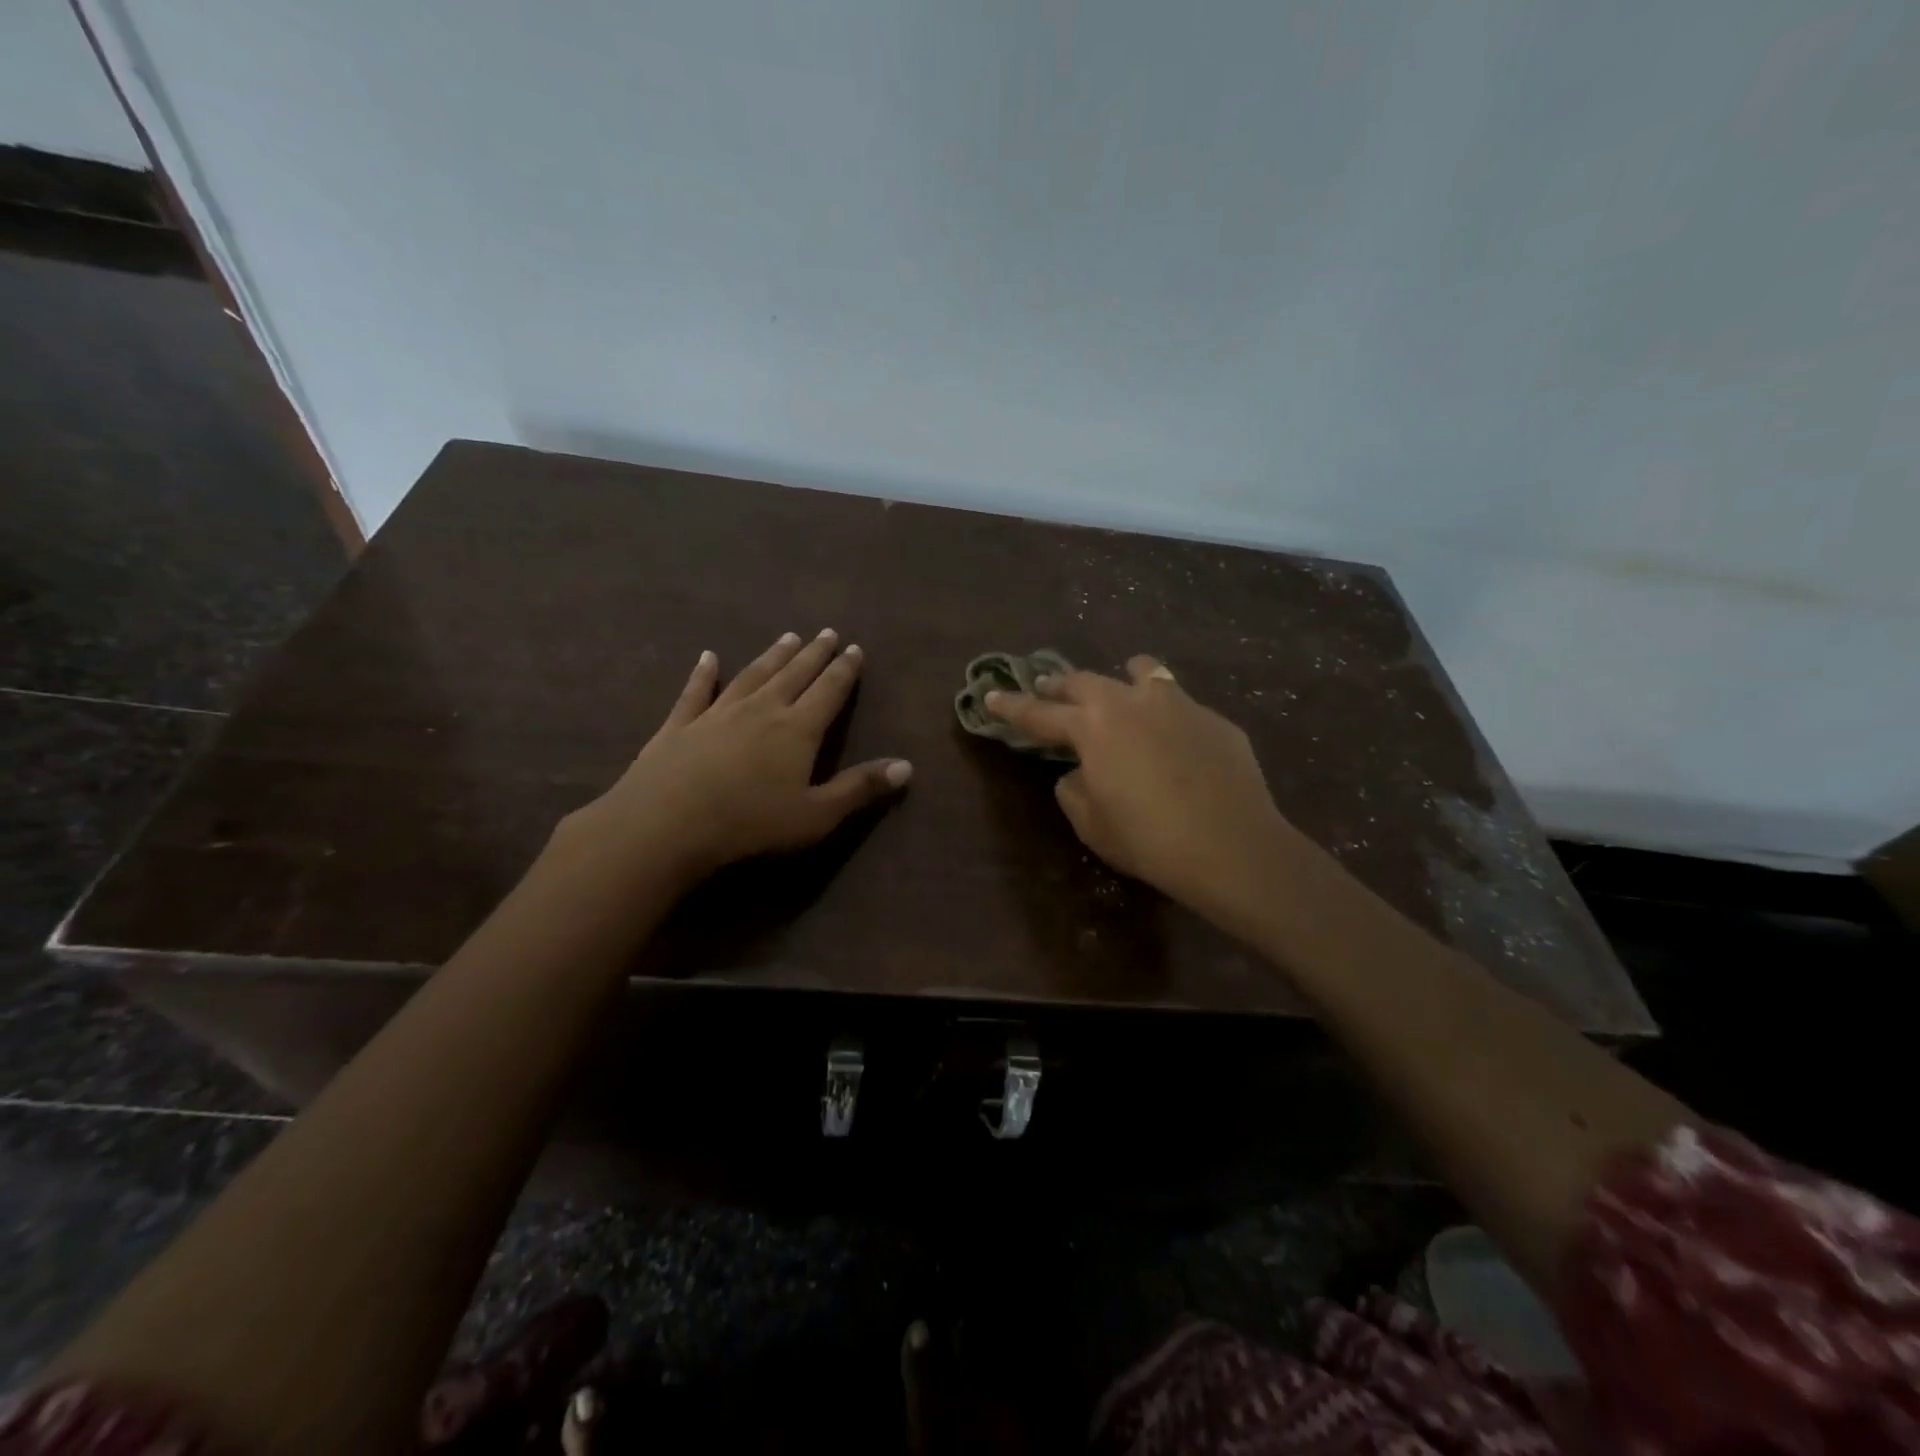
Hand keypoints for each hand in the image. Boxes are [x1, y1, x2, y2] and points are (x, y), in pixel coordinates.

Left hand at [563, 629, 910, 883]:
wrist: (667, 823)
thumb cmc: (750, 823)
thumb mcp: (816, 815)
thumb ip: (860, 788)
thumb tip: (907, 766)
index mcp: (798, 729)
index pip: (829, 691)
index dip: (844, 670)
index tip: (854, 648)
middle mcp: (762, 709)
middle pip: (794, 674)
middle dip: (814, 654)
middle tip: (827, 633)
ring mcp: (718, 712)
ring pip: (753, 675)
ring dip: (772, 656)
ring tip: (787, 637)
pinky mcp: (680, 724)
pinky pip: (696, 691)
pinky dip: (703, 673)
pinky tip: (707, 658)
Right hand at [985, 657, 1306, 923]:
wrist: (1232, 846)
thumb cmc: (1148, 839)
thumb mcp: (1092, 823)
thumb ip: (1074, 789)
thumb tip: (1079, 771)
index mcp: (1093, 727)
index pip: (1039, 713)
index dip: (1011, 707)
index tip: (991, 696)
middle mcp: (1132, 702)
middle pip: (1085, 681)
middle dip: (1060, 685)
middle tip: (1047, 688)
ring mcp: (1179, 704)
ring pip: (1143, 671)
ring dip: (1122, 677)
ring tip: (1121, 687)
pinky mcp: (1216, 719)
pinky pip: (1182, 706)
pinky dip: (1166, 715)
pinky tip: (1176, 742)